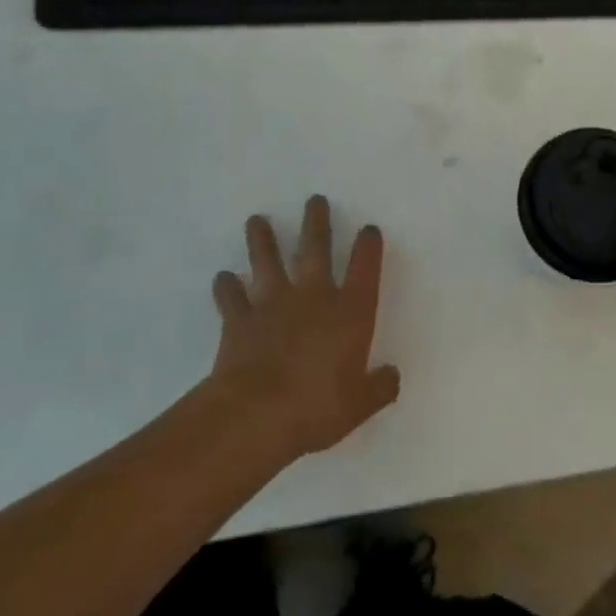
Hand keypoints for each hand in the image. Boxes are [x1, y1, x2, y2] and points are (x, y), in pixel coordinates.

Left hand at [209, 195, 400, 459]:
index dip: (368, 246)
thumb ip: (380, 387)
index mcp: (351, 312)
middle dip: (317, 223)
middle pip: (316, 249)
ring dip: (262, 241)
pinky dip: (226, 287)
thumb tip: (392, 376)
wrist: (255, 415)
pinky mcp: (239, 320)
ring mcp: (273, 304)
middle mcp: (314, 297)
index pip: (365, 268)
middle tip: (314, 200)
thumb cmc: (317, 407)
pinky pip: (231, 297)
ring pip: (268, 262)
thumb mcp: (361, 404)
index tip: (368, 229)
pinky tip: (223, 278)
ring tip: (257, 220)